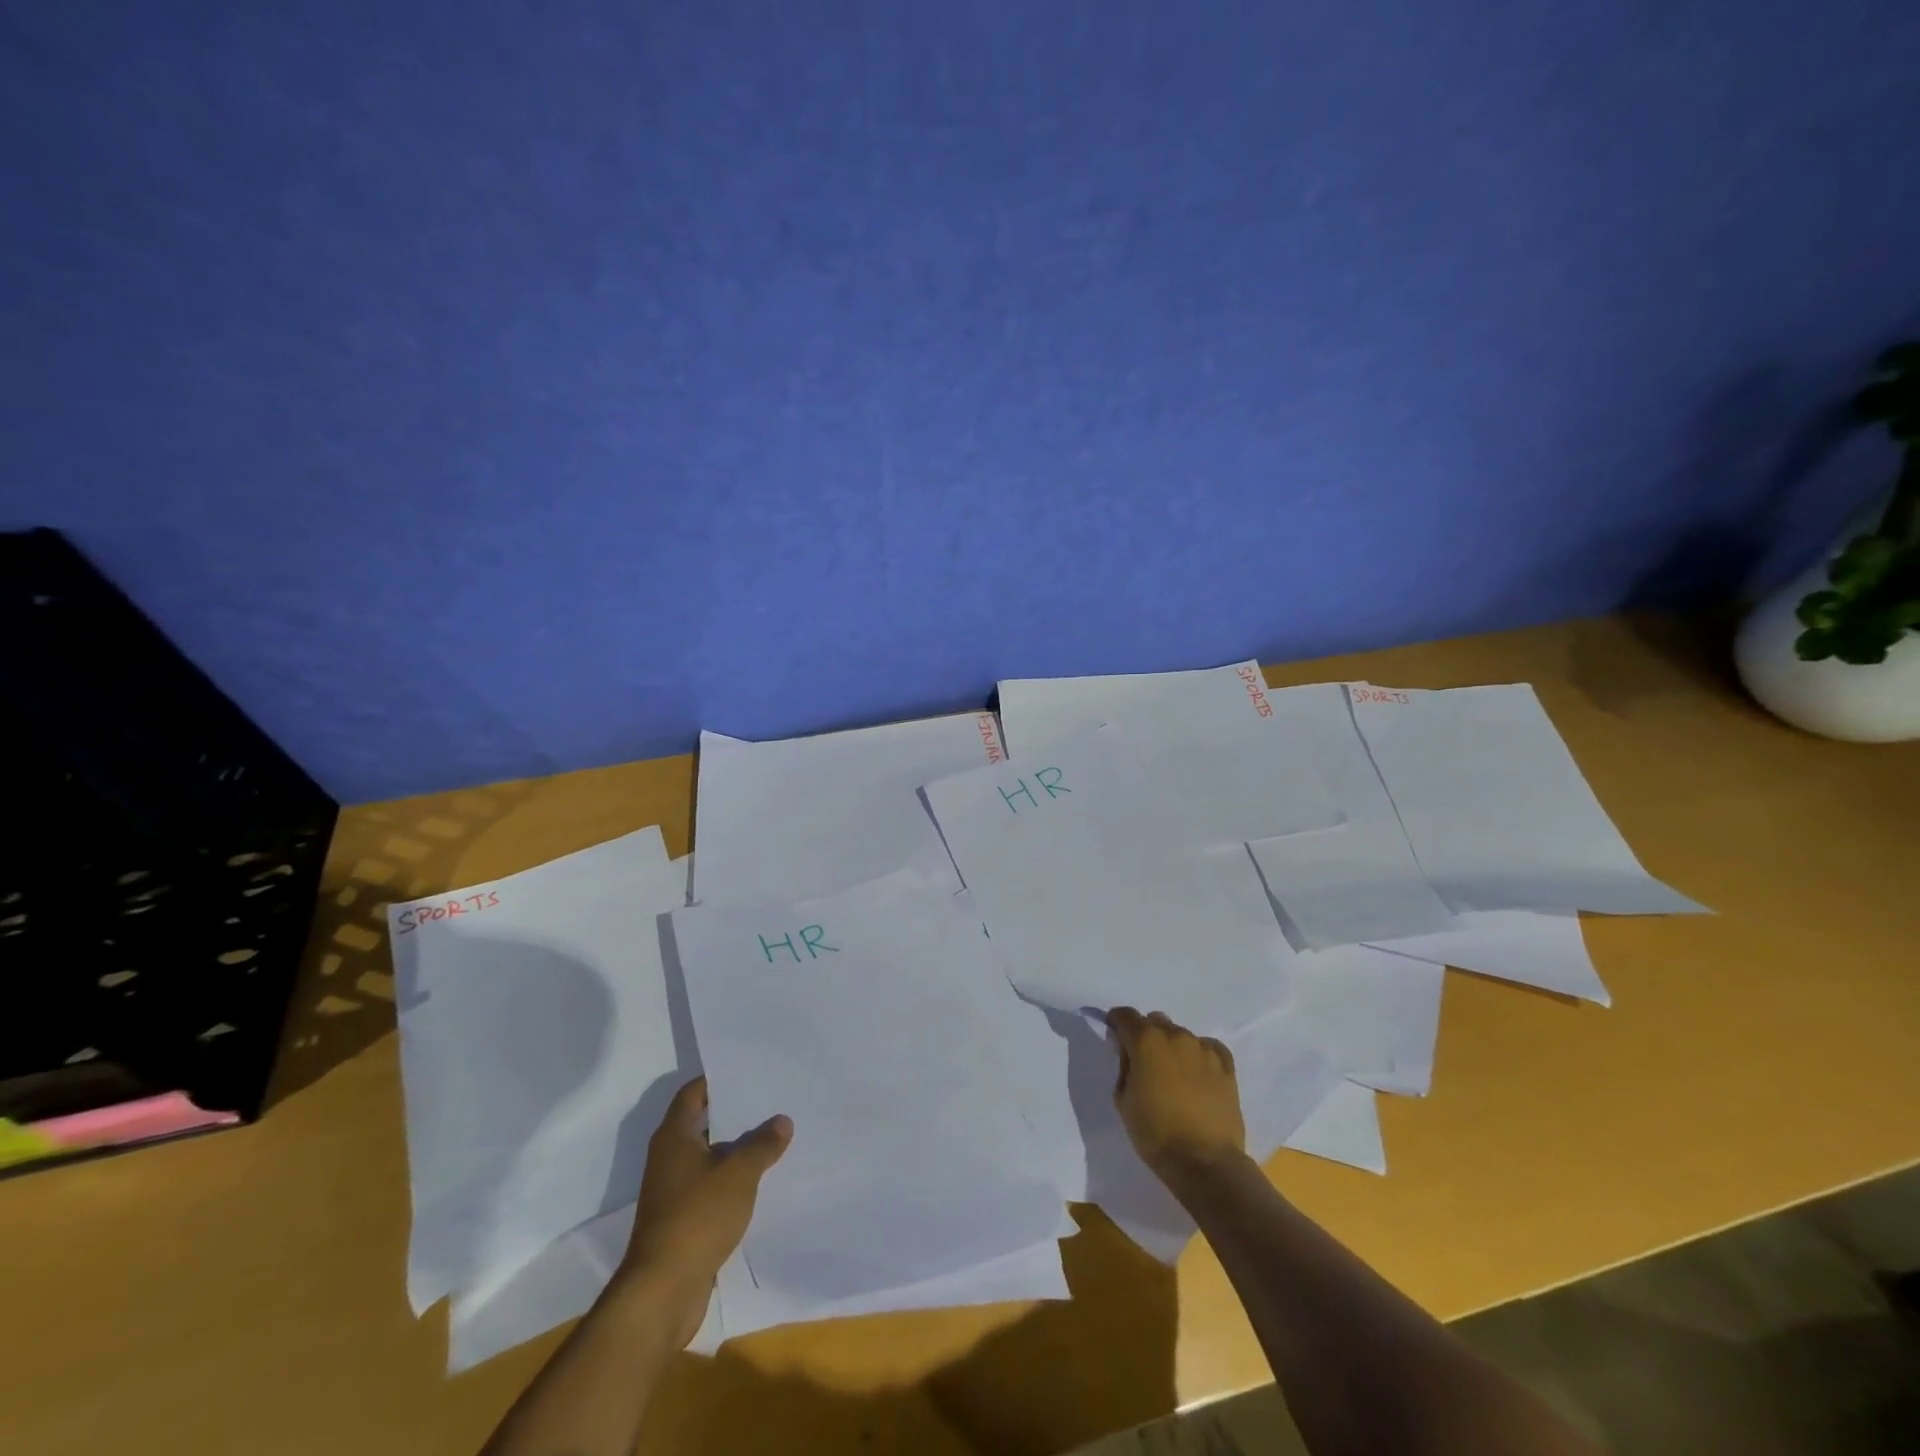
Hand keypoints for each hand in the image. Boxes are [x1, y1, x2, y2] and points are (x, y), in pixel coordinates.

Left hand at [618, 1077, 791, 1345]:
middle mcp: (669, 1158)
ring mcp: (673, 1191)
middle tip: (772, 1101)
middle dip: (736, 1114)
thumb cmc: (697, 1217)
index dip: (717, 1079)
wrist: (663, 1291)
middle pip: (703, 1123)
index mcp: (674, 1137)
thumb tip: (781, 1120)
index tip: (748, 1071)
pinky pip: (711, 1187)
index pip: (693, 1093)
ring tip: (775, 1137)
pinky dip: (732, 1180)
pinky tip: (762, 1180)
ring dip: (737, 1150)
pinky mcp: (682, 1220)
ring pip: (710, 1157)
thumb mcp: (739, 1174)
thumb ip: (762, 1144)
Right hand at [1106, 1008, 1245, 1183]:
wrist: (1205, 1162)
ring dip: (1172, 1046)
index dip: (1116, 1021)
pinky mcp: (1226, 1066)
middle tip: (1144, 1060)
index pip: (1125, 1015)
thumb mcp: (1123, 1100)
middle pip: (1155, 1021)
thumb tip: (1130, 1054)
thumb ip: (1124, 1068)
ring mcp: (1203, 1049)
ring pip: (1182, 1034)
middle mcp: (1175, 1036)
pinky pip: (1209, 1047)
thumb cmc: (1155, 1133)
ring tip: (1174, 1073)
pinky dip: (1200, 1054)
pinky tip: (1198, 1072)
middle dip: (1146, 1034)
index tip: (1115, 1034)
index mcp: (1146, 1041)